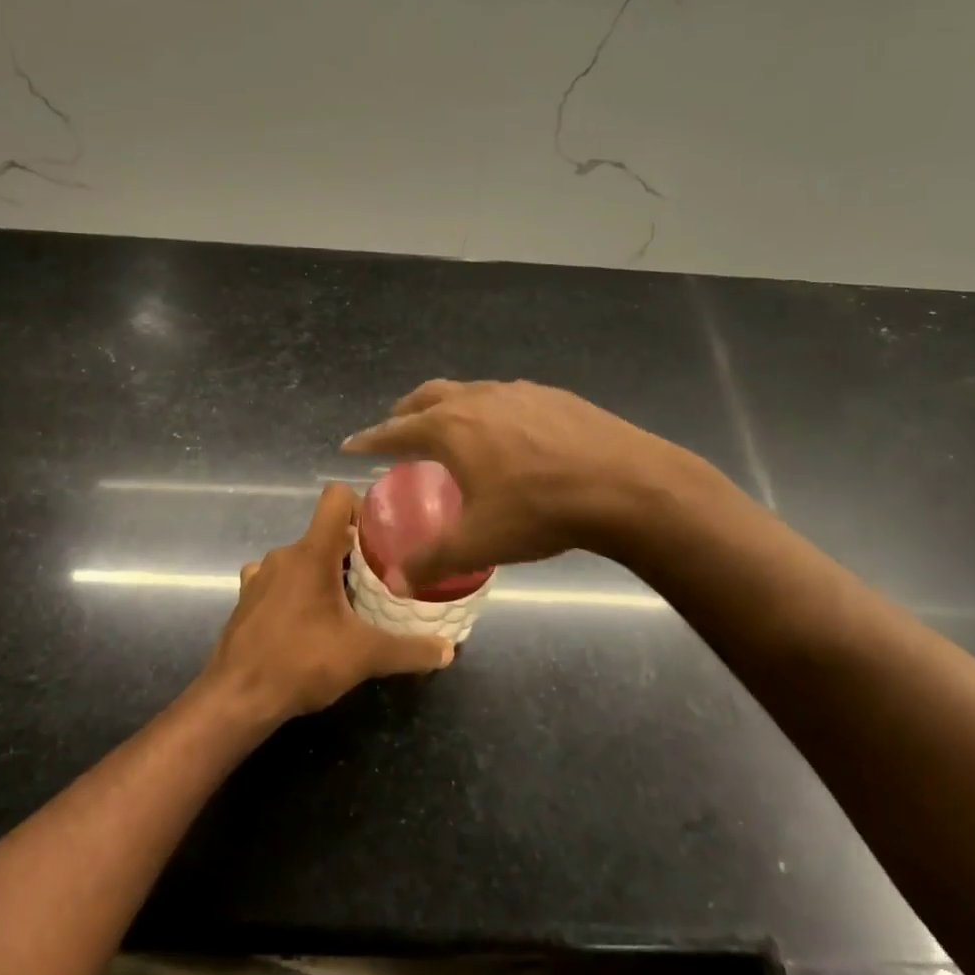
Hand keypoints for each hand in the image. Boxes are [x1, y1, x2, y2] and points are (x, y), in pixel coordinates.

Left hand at [201, 484, 454, 723]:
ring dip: (324, 572)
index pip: (336, 497)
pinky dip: (297, 590)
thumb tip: (448, 650)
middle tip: (379, 579)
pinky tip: (309, 619)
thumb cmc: (301, 662)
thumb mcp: (365, 656)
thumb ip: (410, 650)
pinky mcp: (247, 598)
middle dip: (353, 551)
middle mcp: (284, 554)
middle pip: (325, 532)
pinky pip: (279, 580)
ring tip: (347, 603)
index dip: (361, 506)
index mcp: (312, 552)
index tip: (381, 537)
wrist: (237, 698)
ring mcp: (261, 575)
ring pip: (302, 557)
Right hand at [341, 379, 705, 587]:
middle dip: (406, 412)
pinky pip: (506, 398)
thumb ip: (432, 561)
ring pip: (469, 392)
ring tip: (452, 431)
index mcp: (450, 428)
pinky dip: (489, 411)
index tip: (350, 445)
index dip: (369, 439)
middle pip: (428, 396)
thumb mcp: (479, 542)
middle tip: (398, 430)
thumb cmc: (540, 510)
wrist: (625, 484)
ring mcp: (518, 392)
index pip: (395, 430)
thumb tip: (399, 582)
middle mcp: (478, 399)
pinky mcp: (554, 395)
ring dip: (449, 407)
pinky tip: (508, 434)